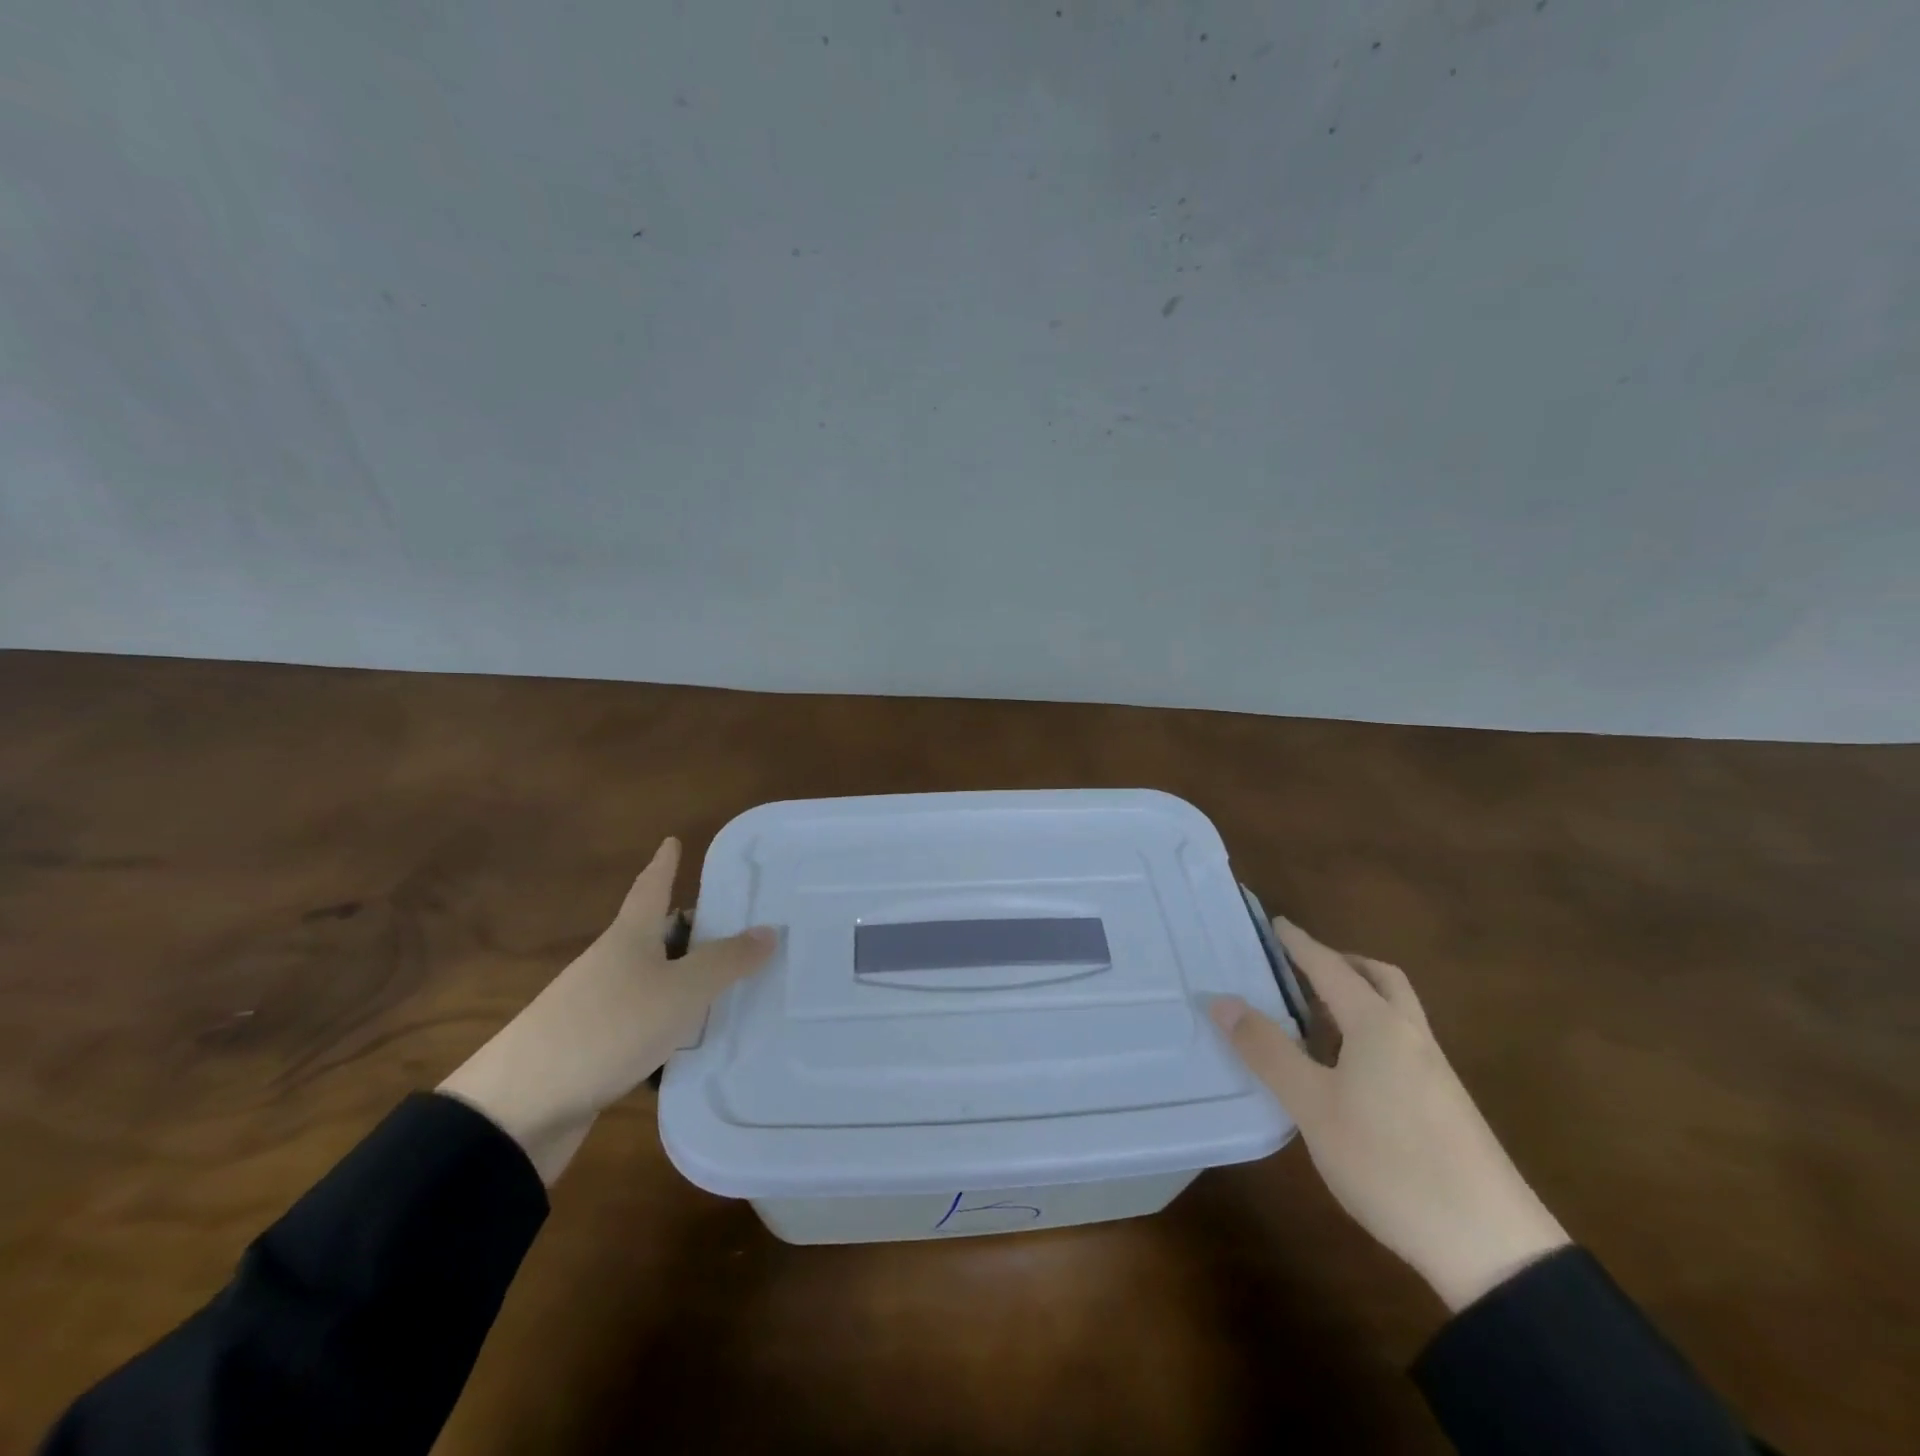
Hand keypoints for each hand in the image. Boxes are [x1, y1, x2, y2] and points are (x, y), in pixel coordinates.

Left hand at [439, 839, 775, 1184]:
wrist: (520, 1109)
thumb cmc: (608, 1028)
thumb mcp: (680, 992)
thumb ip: (727, 962)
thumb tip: (768, 929)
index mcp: (628, 938)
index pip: (651, 887)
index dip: (664, 864)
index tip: (672, 841)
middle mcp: (610, 965)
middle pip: (653, 935)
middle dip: (688, 928)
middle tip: (734, 924)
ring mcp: (595, 1008)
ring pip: (650, 981)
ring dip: (682, 980)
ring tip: (729, 986)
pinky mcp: (590, 1050)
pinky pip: (642, 1023)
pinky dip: (669, 1024)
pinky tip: (693, 1042)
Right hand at [1210, 919, 1568, 1311]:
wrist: (1494, 1247)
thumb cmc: (1390, 1162)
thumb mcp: (1313, 1107)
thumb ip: (1267, 1051)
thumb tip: (1222, 1000)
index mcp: (1377, 1024)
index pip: (1330, 967)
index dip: (1299, 944)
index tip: (1274, 923)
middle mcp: (1410, 1035)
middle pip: (1379, 978)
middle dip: (1340, 962)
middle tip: (1301, 965)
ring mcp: (1434, 1071)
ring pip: (1394, 1011)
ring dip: (1358, 997)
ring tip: (1314, 1014)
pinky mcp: (1444, 1104)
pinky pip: (1400, 1042)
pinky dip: (1369, 1031)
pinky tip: (1347, 1067)